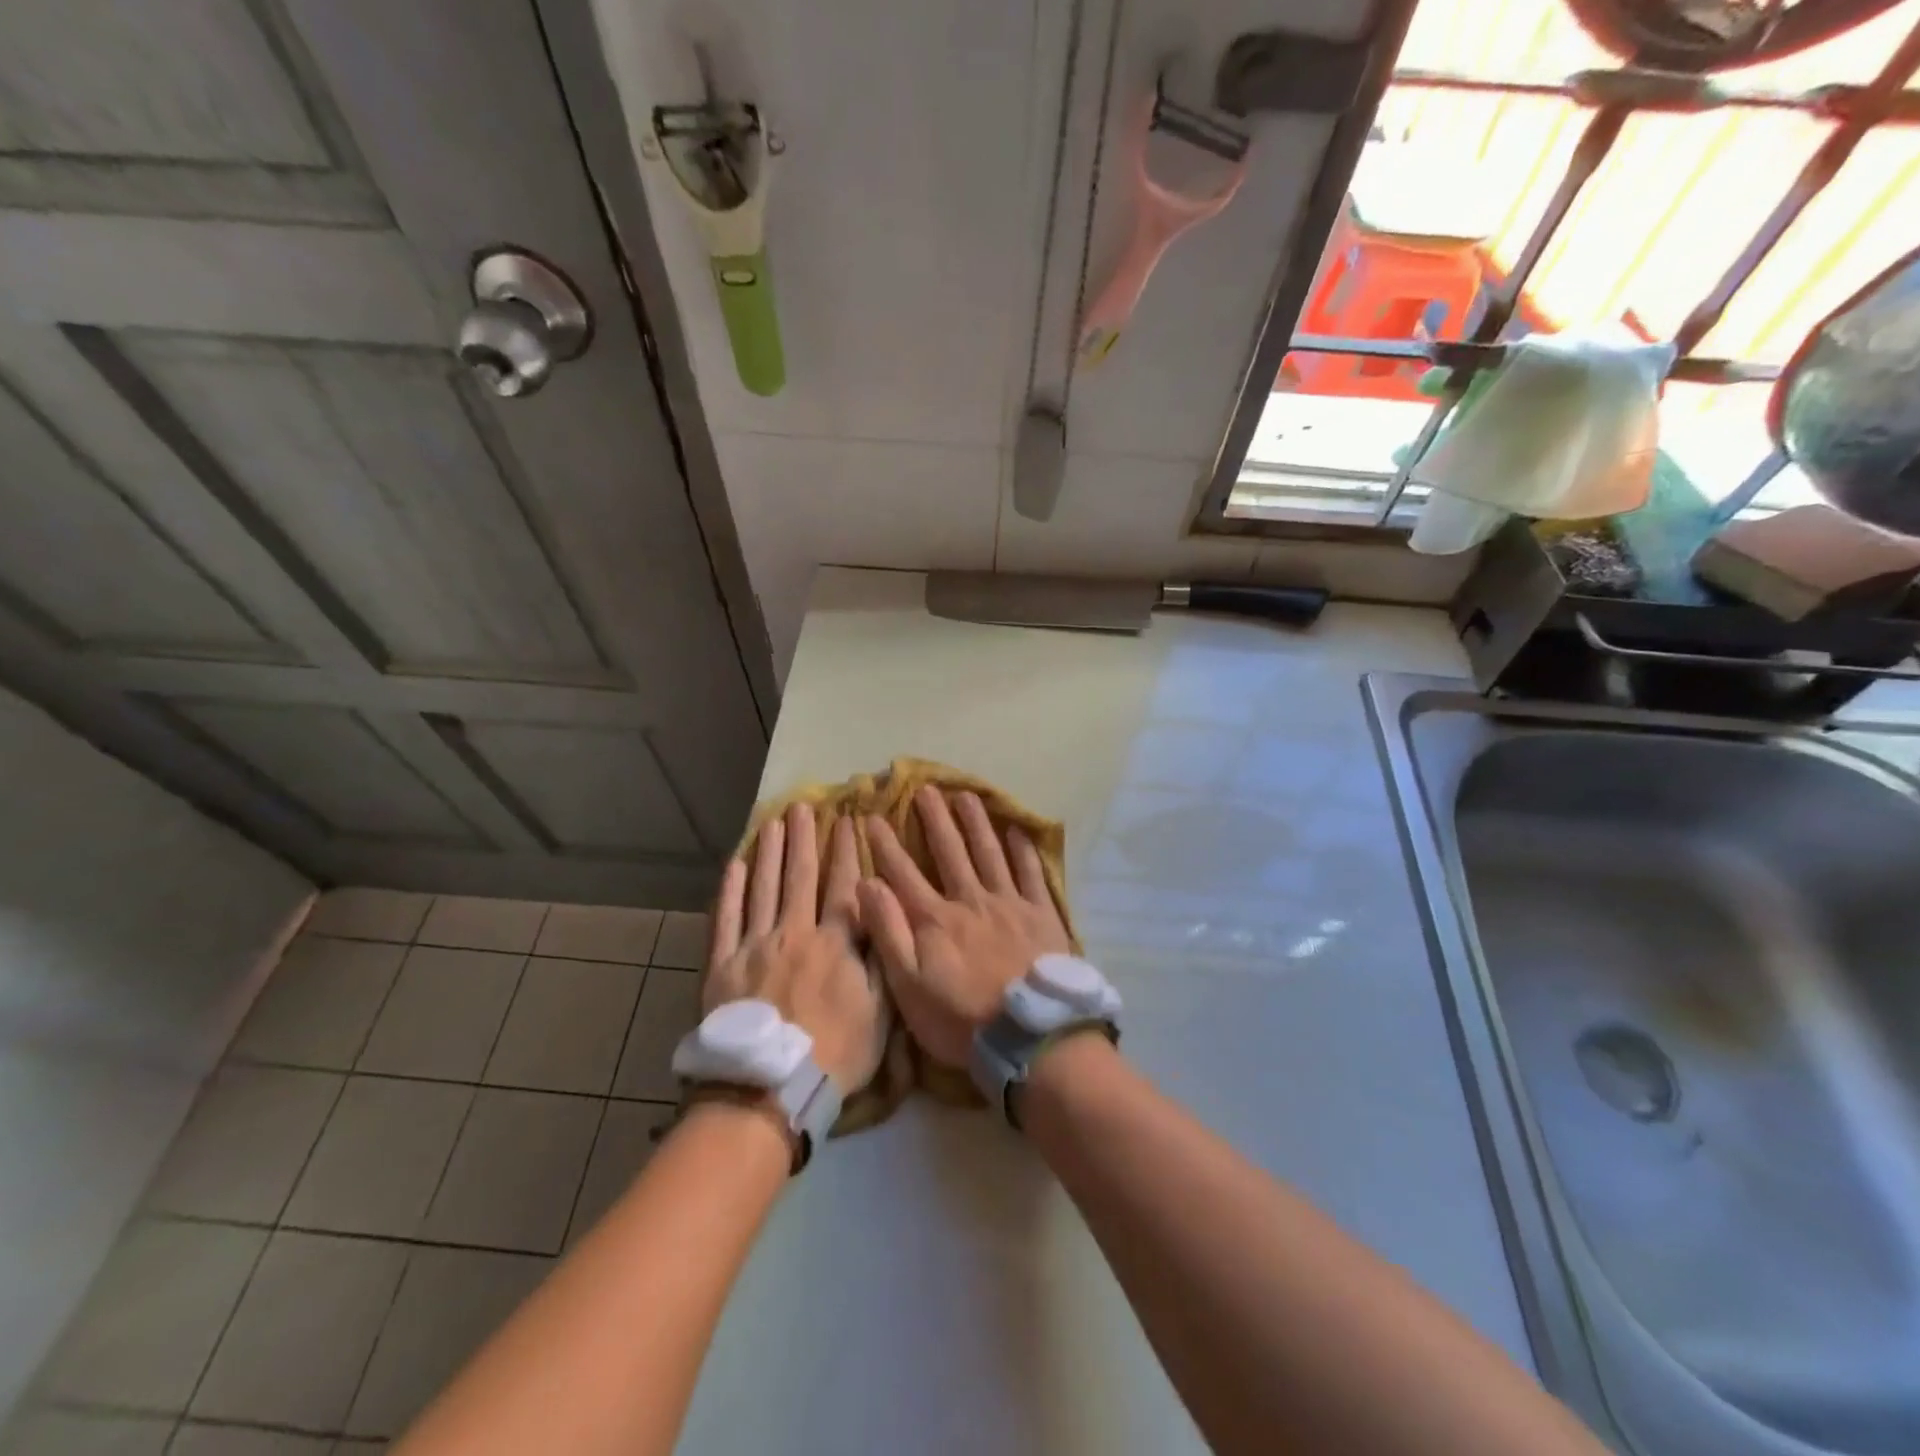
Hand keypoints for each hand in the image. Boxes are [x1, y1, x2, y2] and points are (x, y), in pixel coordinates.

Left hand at [706, 802, 884, 1092]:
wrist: (770, 1088)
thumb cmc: (835, 1053)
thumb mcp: (879, 1011)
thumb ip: (880, 957)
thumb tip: (881, 911)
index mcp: (835, 943)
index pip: (844, 886)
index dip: (846, 851)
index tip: (847, 820)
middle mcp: (794, 933)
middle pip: (799, 877)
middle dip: (803, 839)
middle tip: (802, 807)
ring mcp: (754, 946)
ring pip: (762, 889)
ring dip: (768, 853)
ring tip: (771, 823)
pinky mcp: (722, 965)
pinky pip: (725, 920)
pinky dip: (729, 892)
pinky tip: (734, 866)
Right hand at [858, 787, 1071, 1067]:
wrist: (1030, 1034)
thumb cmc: (961, 1018)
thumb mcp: (909, 985)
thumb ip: (887, 932)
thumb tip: (866, 884)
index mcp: (935, 919)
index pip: (903, 873)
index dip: (886, 845)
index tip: (873, 817)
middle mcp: (970, 900)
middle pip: (950, 851)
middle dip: (935, 819)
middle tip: (925, 788)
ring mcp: (1009, 903)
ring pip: (989, 852)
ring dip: (975, 822)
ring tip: (965, 795)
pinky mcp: (1041, 914)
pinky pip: (1031, 874)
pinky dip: (1023, 850)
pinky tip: (1017, 830)